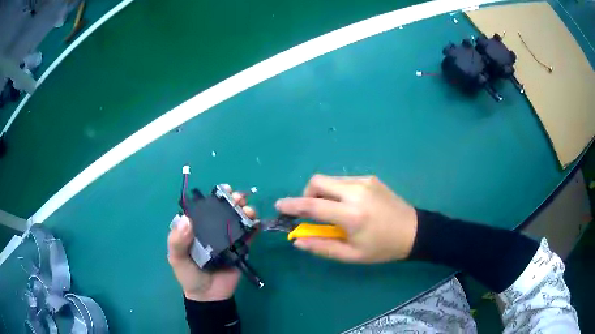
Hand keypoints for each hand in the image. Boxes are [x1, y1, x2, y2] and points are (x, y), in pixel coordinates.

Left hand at [167, 185, 255, 301]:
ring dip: (246, 210)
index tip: (223, 189)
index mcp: (196, 228)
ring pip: (238, 219)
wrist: (208, 295)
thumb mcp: (177, 258)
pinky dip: (254, 227)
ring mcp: (228, 238)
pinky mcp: (241, 248)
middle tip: (239, 198)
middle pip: (224, 210)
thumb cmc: (189, 275)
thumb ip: (177, 241)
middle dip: (234, 199)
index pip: (205, 207)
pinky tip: (257, 222)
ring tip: (248, 210)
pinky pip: (249, 235)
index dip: (215, 196)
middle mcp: (212, 229)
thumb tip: (187, 219)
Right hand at [275, 175, 417, 262]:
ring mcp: (364, 181)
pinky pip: (343, 180)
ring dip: (322, 193)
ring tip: (332, 211)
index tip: (279, 206)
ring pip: (329, 179)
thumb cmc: (382, 248)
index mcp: (351, 215)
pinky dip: (336, 191)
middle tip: (312, 212)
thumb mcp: (351, 255)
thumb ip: (322, 246)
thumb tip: (297, 240)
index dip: (291, 205)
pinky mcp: (370, 178)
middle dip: (306, 195)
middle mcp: (355, 192)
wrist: (413, 231)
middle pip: (317, 182)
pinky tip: (348, 205)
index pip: (312, 206)